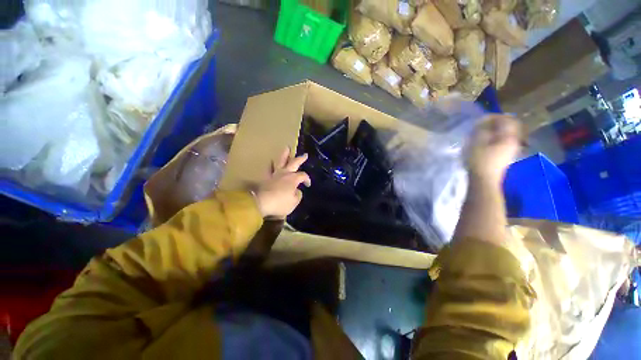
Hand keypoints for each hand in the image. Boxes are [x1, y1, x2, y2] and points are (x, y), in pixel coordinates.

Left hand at [254, 148, 310, 217]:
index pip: (303, 176)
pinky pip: (268, 168)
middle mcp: (285, 173)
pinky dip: (270, 165)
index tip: (307, 185)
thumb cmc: (280, 203)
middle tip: (305, 155)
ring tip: (287, 148)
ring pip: (280, 161)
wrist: (261, 203)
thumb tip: (297, 190)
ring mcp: (275, 174)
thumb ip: (298, 195)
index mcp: (293, 179)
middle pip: (294, 163)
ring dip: (285, 154)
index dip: (307, 179)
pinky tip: (270, 161)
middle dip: (300, 159)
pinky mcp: (266, 177)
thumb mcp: (294, 202)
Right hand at [466, 115, 520, 185]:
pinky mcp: (506, 156)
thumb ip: (482, 128)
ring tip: (482, 133)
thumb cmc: (479, 160)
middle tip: (483, 124)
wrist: (484, 180)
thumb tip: (485, 120)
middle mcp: (514, 141)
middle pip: (509, 126)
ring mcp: (511, 150)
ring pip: (506, 135)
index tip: (483, 118)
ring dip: (495, 131)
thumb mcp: (477, 142)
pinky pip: (503, 142)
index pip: (508, 119)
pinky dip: (495, 138)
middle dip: (496, 123)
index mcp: (509, 137)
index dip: (495, 116)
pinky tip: (485, 142)